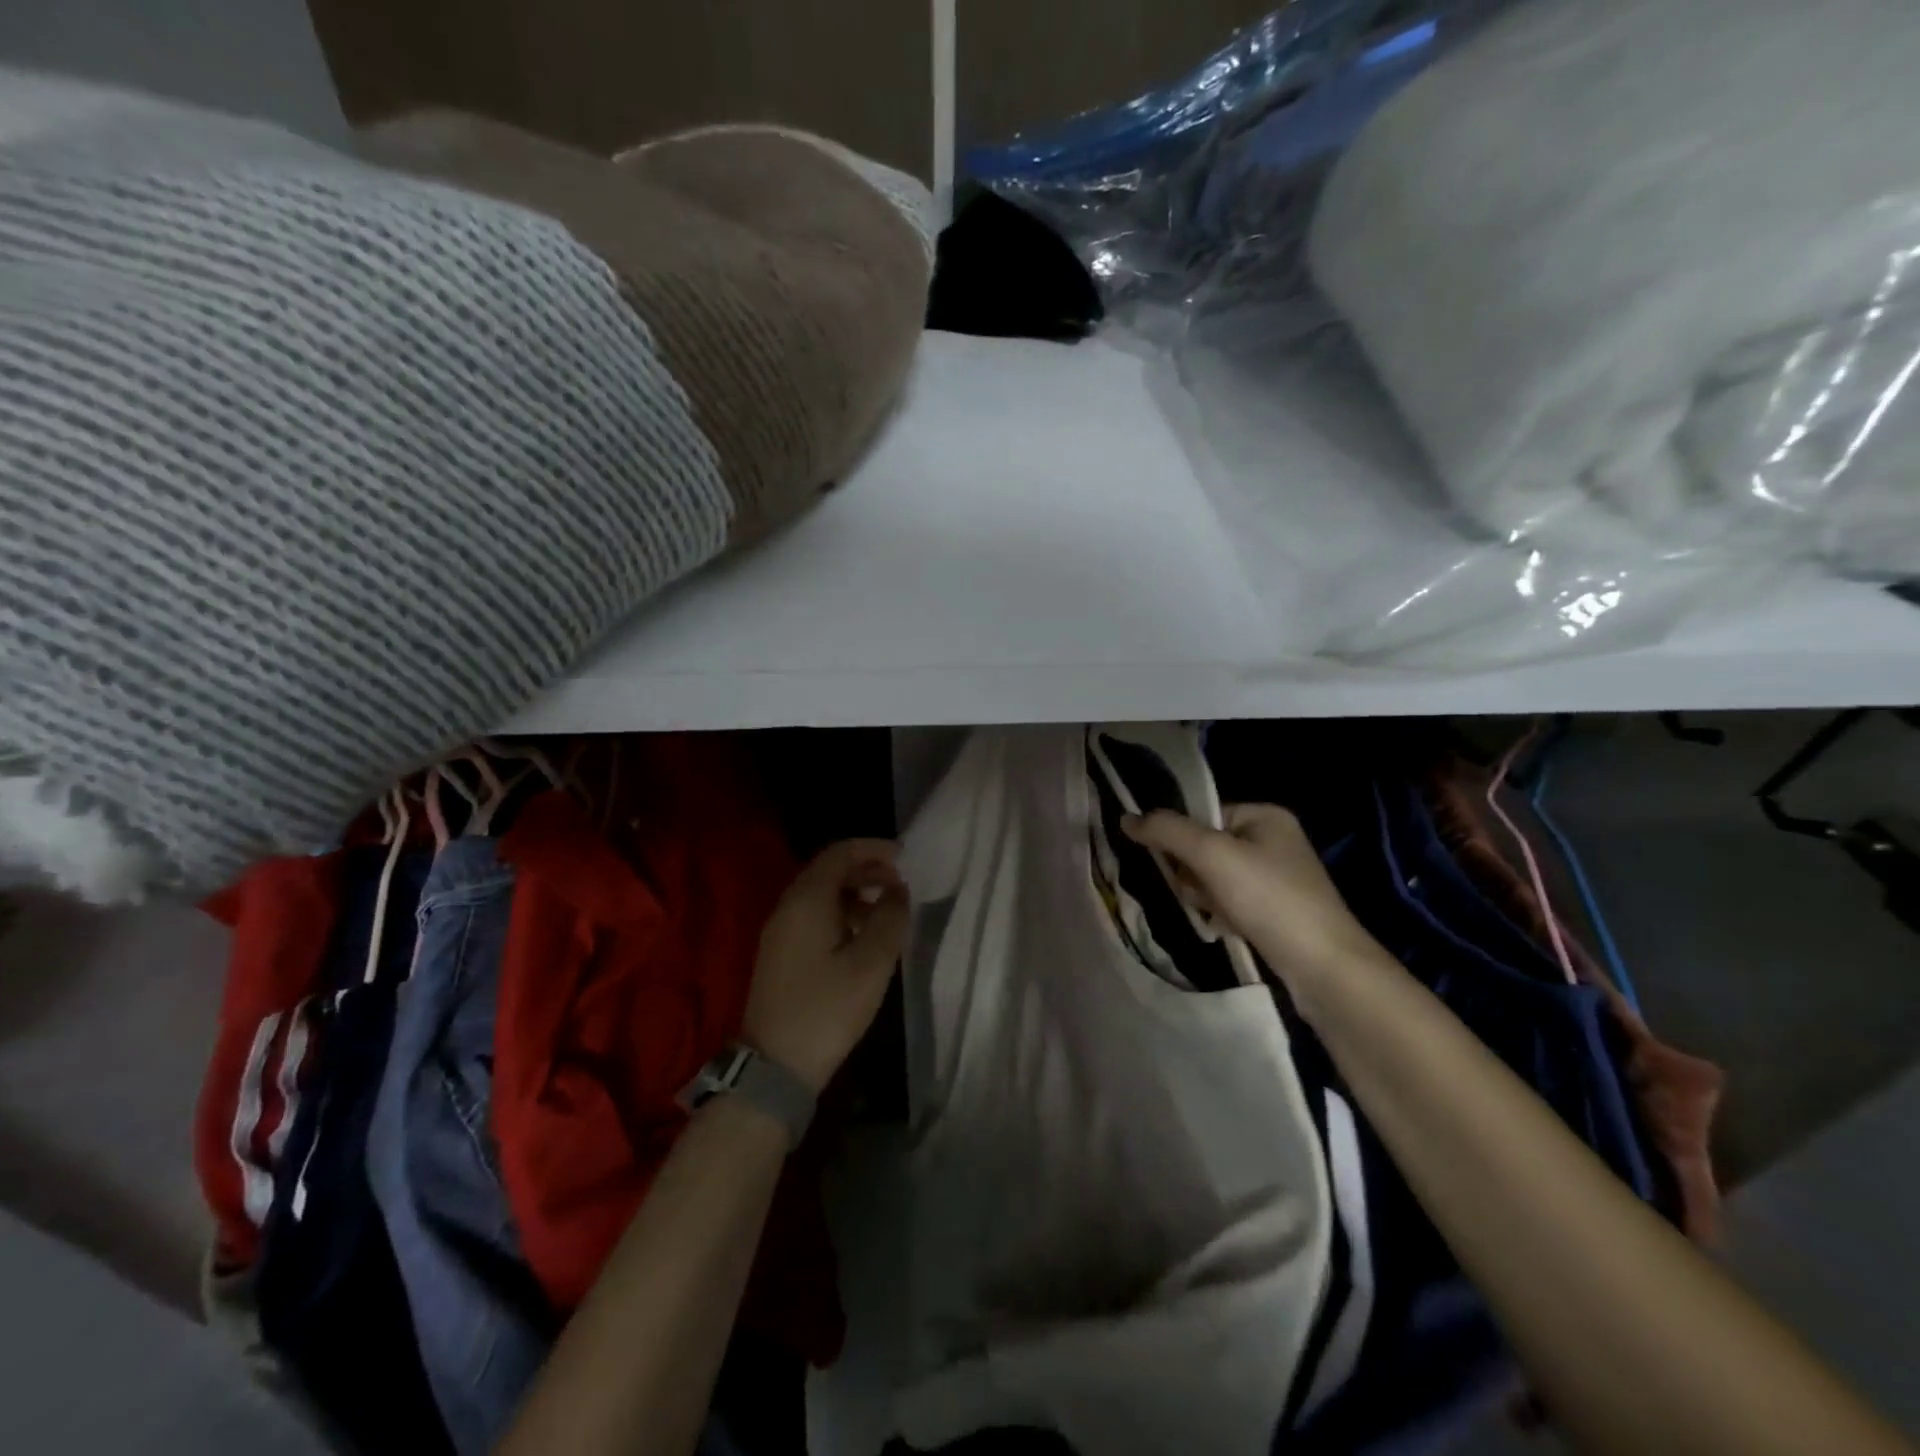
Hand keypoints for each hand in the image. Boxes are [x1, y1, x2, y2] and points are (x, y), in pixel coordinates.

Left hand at [742, 839, 909, 1092]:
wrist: (775, 1065)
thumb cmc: (827, 1009)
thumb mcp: (871, 963)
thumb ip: (890, 919)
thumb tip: (897, 891)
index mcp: (807, 900)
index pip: (840, 853)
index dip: (873, 848)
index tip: (905, 856)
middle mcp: (788, 906)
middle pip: (828, 870)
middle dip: (866, 869)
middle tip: (901, 883)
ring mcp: (780, 931)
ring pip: (821, 894)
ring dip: (855, 892)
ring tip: (888, 910)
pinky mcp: (781, 953)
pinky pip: (813, 916)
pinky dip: (841, 912)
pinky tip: (863, 935)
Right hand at [1123, 804, 1386, 998]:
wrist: (1324, 968)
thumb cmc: (1269, 899)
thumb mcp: (1212, 855)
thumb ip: (1167, 831)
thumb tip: (1126, 818)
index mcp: (1265, 815)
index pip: (1203, 814)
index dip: (1181, 838)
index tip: (1174, 865)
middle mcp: (1274, 840)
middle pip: (1206, 846)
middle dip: (1192, 872)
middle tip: (1198, 893)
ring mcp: (1277, 878)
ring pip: (1214, 877)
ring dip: (1203, 895)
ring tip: (1214, 914)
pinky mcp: (1276, 911)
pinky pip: (1230, 901)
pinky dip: (1220, 913)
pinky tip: (1224, 929)